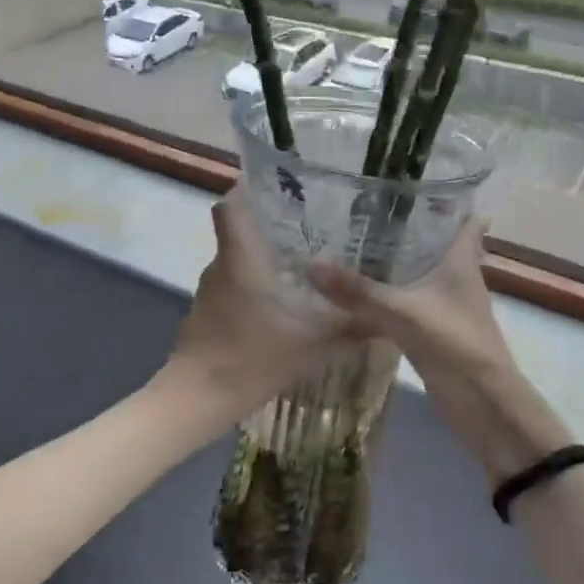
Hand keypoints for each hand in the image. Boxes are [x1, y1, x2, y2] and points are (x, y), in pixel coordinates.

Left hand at [164, 191, 349, 427]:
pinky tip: (283, 300)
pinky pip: (234, 282)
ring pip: (238, 257)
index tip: (278, 184)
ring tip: (306, 260)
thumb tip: (387, 319)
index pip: (232, 204)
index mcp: (241, 258)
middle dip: (271, 222)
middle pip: (240, 227)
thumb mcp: (310, 346)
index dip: (249, 187)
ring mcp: (211, 289)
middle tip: (312, 223)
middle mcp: (222, 264)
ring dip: (265, 255)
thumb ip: (348, 329)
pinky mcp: (208, 311)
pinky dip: (255, 282)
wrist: (196, 399)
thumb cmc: (250, 359)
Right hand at [306, 218, 567, 480]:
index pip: (467, 221)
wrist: (485, 407)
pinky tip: (358, 297)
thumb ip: (357, 290)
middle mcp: (458, 278)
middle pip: (437, 244)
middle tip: (367, 210)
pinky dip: (388, 297)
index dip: (450, 201)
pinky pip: (408, 303)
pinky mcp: (435, 331)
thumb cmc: (455, 344)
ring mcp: (447, 307)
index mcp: (461, 262)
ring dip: (396, 263)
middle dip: (408, 228)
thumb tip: (310, 263)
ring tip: (355, 245)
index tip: (418, 184)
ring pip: (420, 275)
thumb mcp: (402, 313)